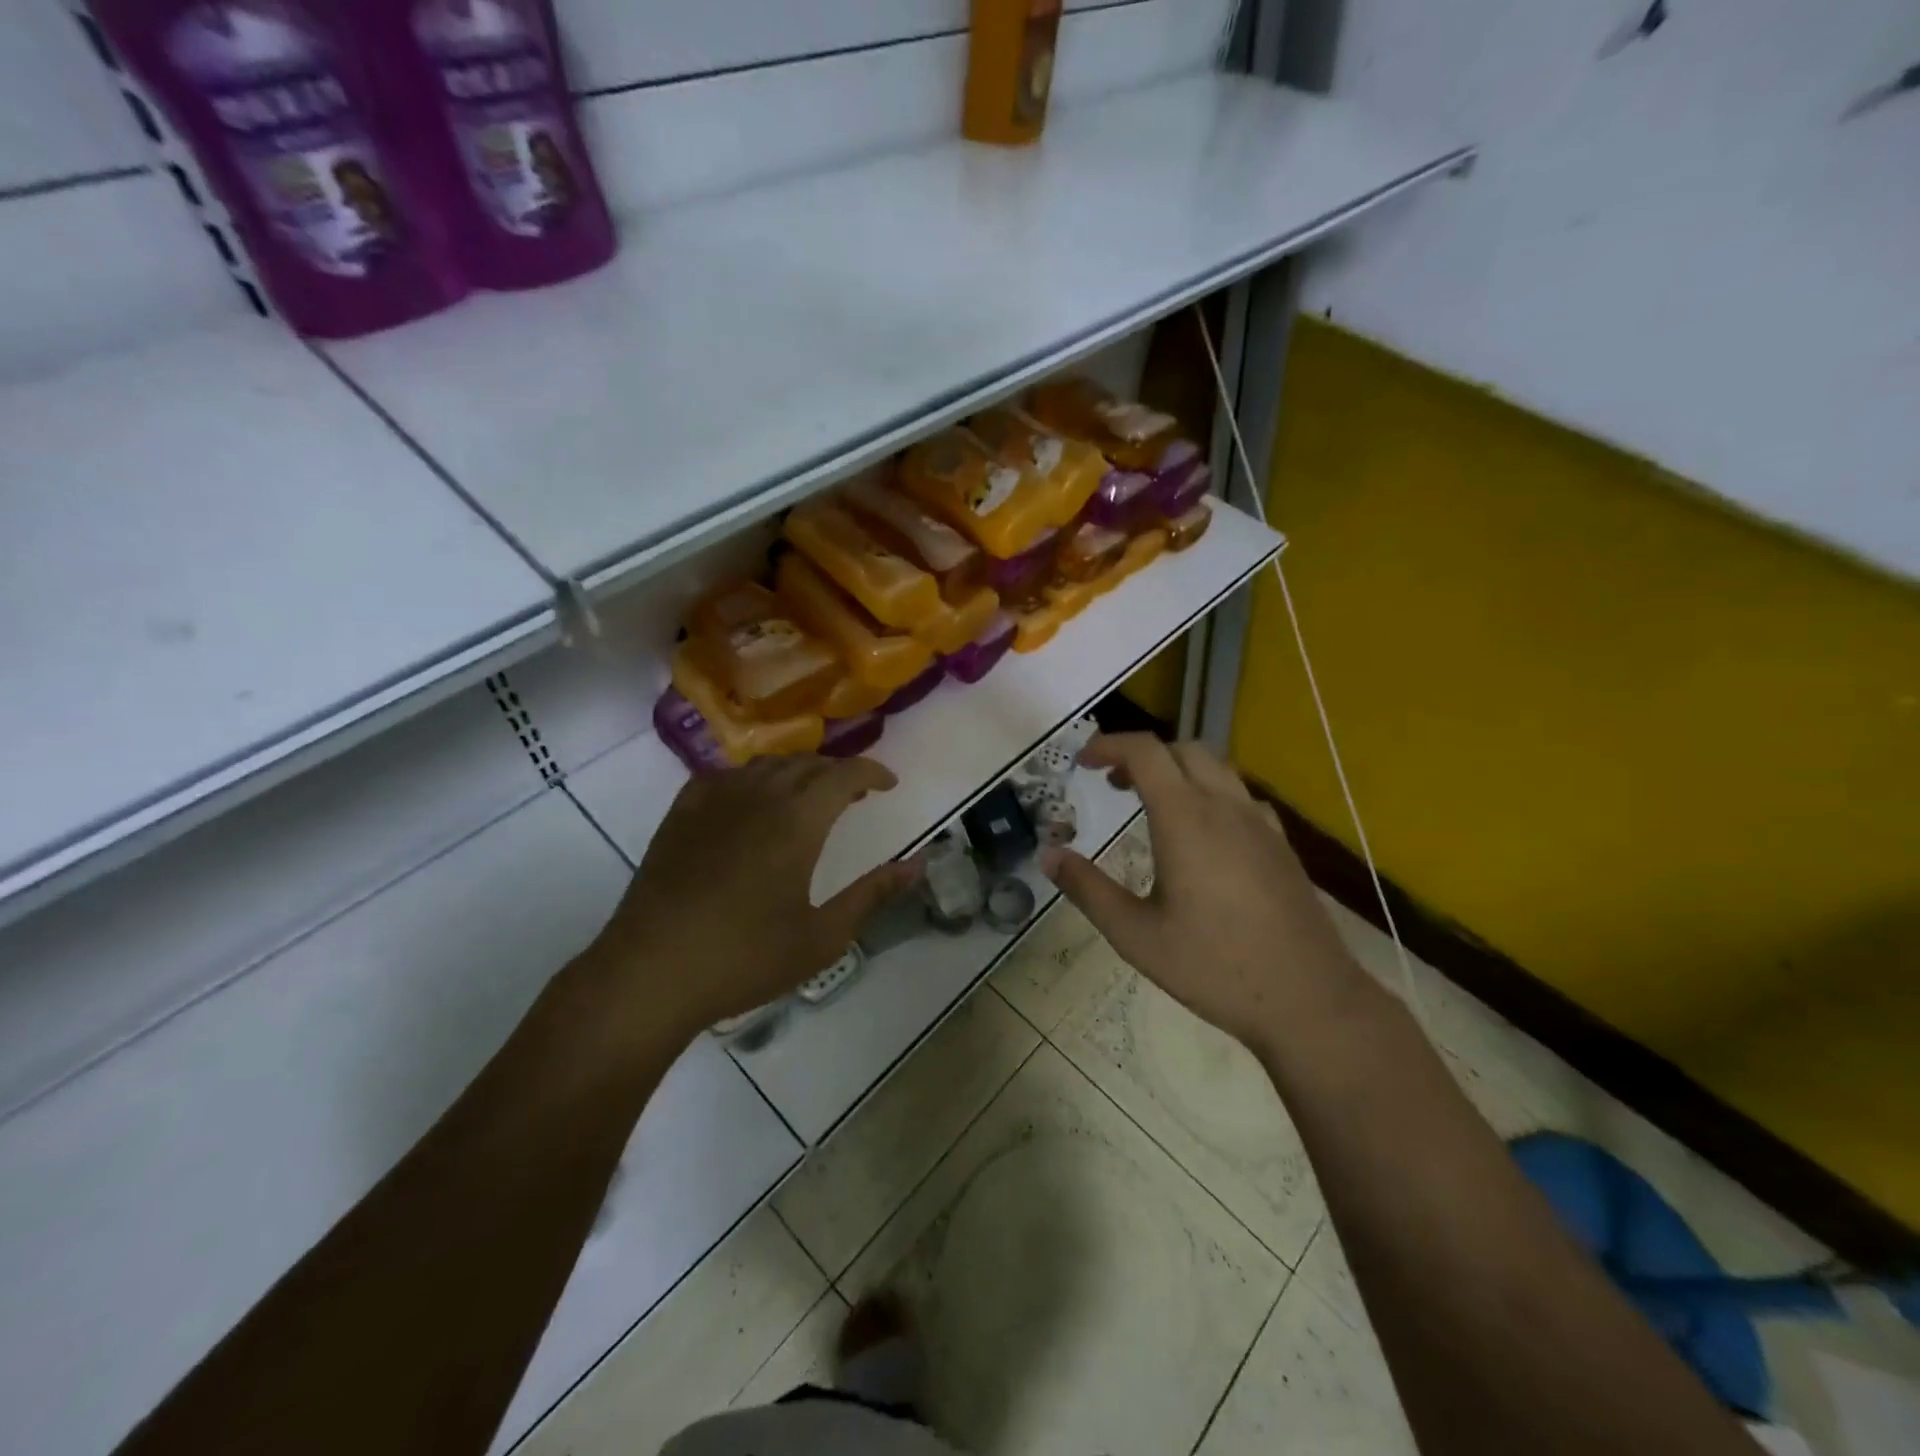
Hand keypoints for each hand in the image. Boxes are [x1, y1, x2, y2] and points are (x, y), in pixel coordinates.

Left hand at [587, 756, 919, 1044]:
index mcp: (797, 821)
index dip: (872, 772)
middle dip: (838, 772)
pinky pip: (725, 776)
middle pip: (807, 764)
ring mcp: (714, 800)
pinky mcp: (682, 813)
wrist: (651, 972)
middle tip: (854, 795)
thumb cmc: (745, 958)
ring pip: (766, 765)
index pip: (844, 775)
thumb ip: (873, 894)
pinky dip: (752, 779)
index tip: (889, 784)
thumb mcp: (822, 936)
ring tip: (807, 798)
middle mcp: (758, 796)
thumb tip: (917, 864)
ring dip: (797, 773)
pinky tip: (751, 801)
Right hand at [1041, 734, 1364, 1057]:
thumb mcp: (1135, 935)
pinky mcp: (1281, 845)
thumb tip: (1048, 855)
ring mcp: (1260, 824)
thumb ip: (1087, 889)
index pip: (1145, 752)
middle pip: (1182, 749)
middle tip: (1113, 783)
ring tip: (1152, 802)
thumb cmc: (1214, 967)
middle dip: (1142, 754)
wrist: (1309, 1000)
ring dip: (1178, 769)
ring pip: (1216, 768)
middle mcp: (1225, 807)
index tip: (1083, 762)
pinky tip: (1204, 833)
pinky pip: (1240, 796)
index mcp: (1186, 819)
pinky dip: (1210, 792)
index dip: (1109, 745)